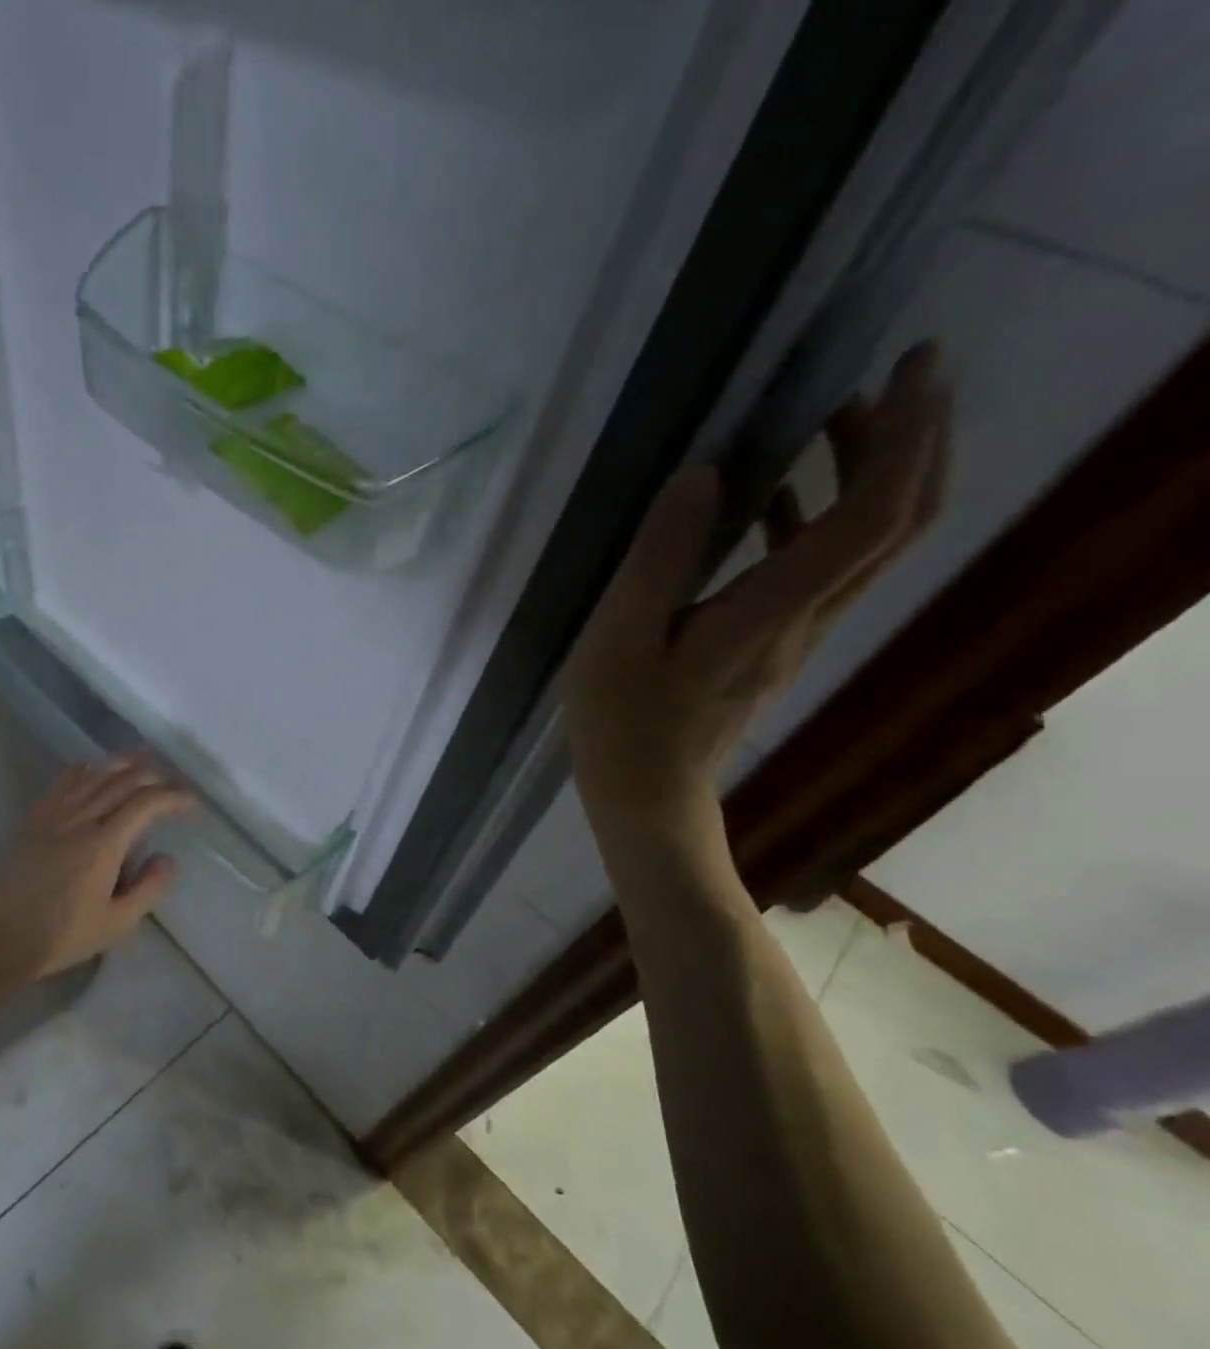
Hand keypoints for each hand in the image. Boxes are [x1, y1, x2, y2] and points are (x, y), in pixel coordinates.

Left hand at [0, 754, 194, 976]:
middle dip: (153, 776)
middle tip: (171, 783)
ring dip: (122, 764)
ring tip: (142, 761)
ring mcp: (54, 816)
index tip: (190, 802)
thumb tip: (166, 858)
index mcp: (104, 845)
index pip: (145, 804)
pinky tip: (92, 767)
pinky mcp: (34, 820)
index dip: (172, 796)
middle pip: (122, 781)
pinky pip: (62, 783)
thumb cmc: (61, 936)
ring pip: (94, 775)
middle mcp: (81, 820)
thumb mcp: (116, 924)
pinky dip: (83, 770)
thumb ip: (148, 889)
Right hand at [563, 342, 950, 837]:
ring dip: (874, 472)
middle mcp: (805, 618)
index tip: (910, 367)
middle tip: (895, 375)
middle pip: (899, 524)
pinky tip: (775, 495)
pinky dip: (820, 516)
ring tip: (836, 417)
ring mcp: (797, 634)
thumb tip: (703, 473)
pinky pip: (824, 568)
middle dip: (915, 441)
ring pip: (870, 544)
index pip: (871, 518)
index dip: (905, 439)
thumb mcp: (619, 641)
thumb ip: (659, 560)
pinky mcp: (777, 644)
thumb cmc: (623, 724)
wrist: (648, 796)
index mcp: (769, 613)